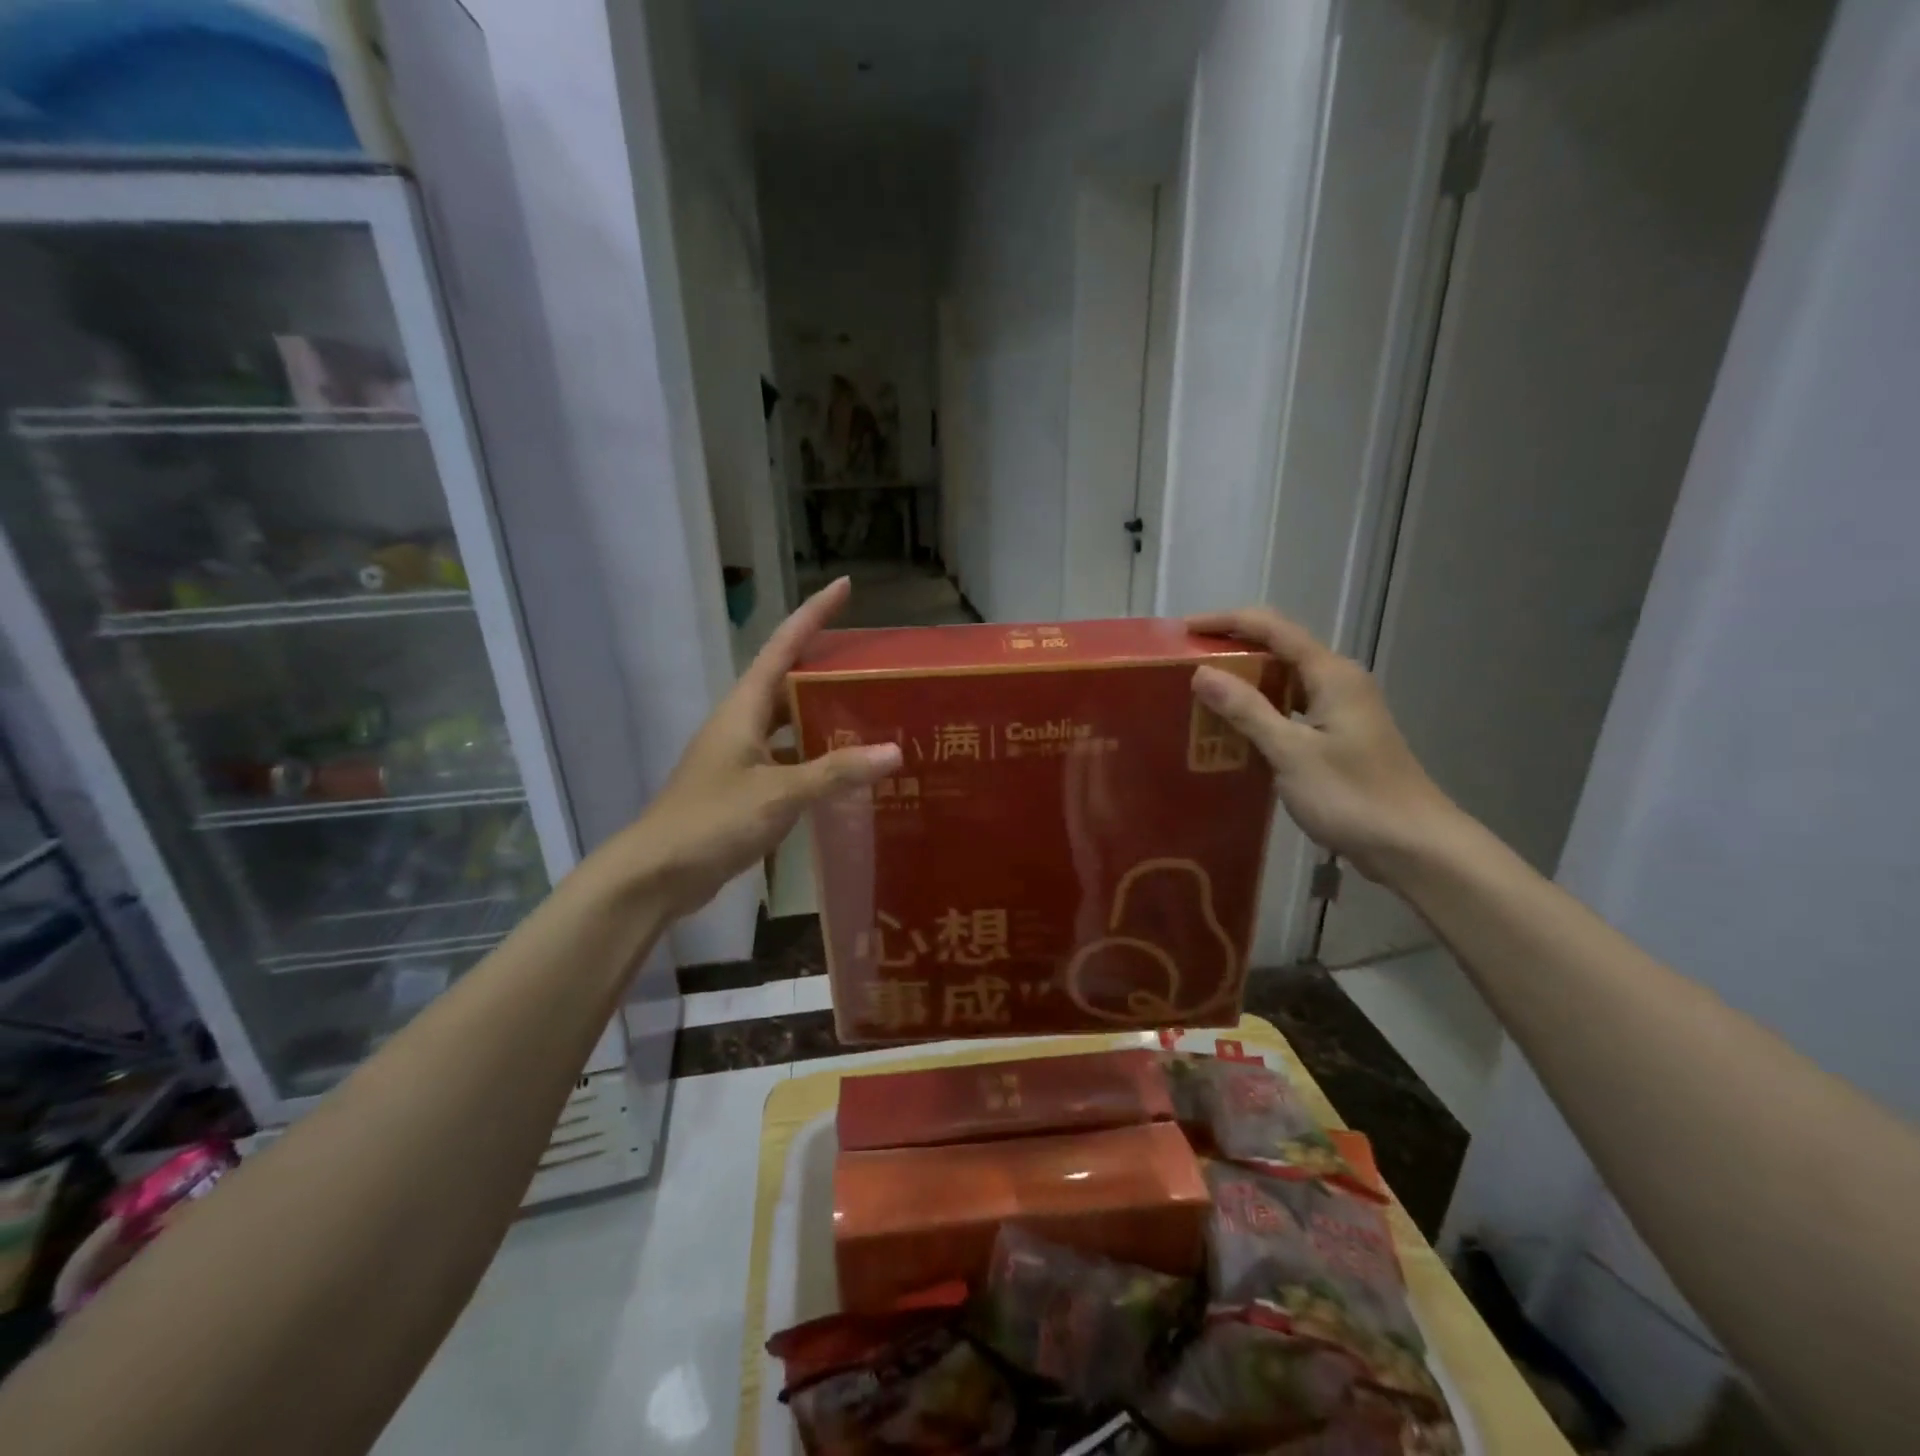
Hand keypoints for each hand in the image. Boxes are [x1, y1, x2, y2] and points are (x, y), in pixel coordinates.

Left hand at [613, 578, 899, 915]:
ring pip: (788, 721)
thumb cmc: (712, 821)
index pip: (783, 646)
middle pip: (788, 679)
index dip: (814, 614)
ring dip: (823, 712)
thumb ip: (836, 772)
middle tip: (873, 661)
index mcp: (744, 708)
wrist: (656, 873)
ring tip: (869, 709)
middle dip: (826, 664)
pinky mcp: (743, 786)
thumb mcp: (779, 793)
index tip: (844, 587)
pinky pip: (787, 756)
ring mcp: (740, 755)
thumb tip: (894, 751)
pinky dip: (815, 755)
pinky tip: (843, 767)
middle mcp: (741, 722)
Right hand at [1186, 608, 1461, 882]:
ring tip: (1200, 693)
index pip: (1272, 627)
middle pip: (1279, 648)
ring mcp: (1342, 709)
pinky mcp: (1340, 735)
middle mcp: (1338, 681)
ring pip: (1284, 680)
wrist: (1414, 846)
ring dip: (1244, 682)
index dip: (1226, 622)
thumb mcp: (1291, 752)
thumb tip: (1202, 672)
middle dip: (1232, 649)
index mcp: (1331, 674)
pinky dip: (1261, 710)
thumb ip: (1246, 709)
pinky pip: (1291, 708)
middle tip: (1185, 665)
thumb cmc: (1352, 796)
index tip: (1183, 630)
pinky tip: (1234, 729)